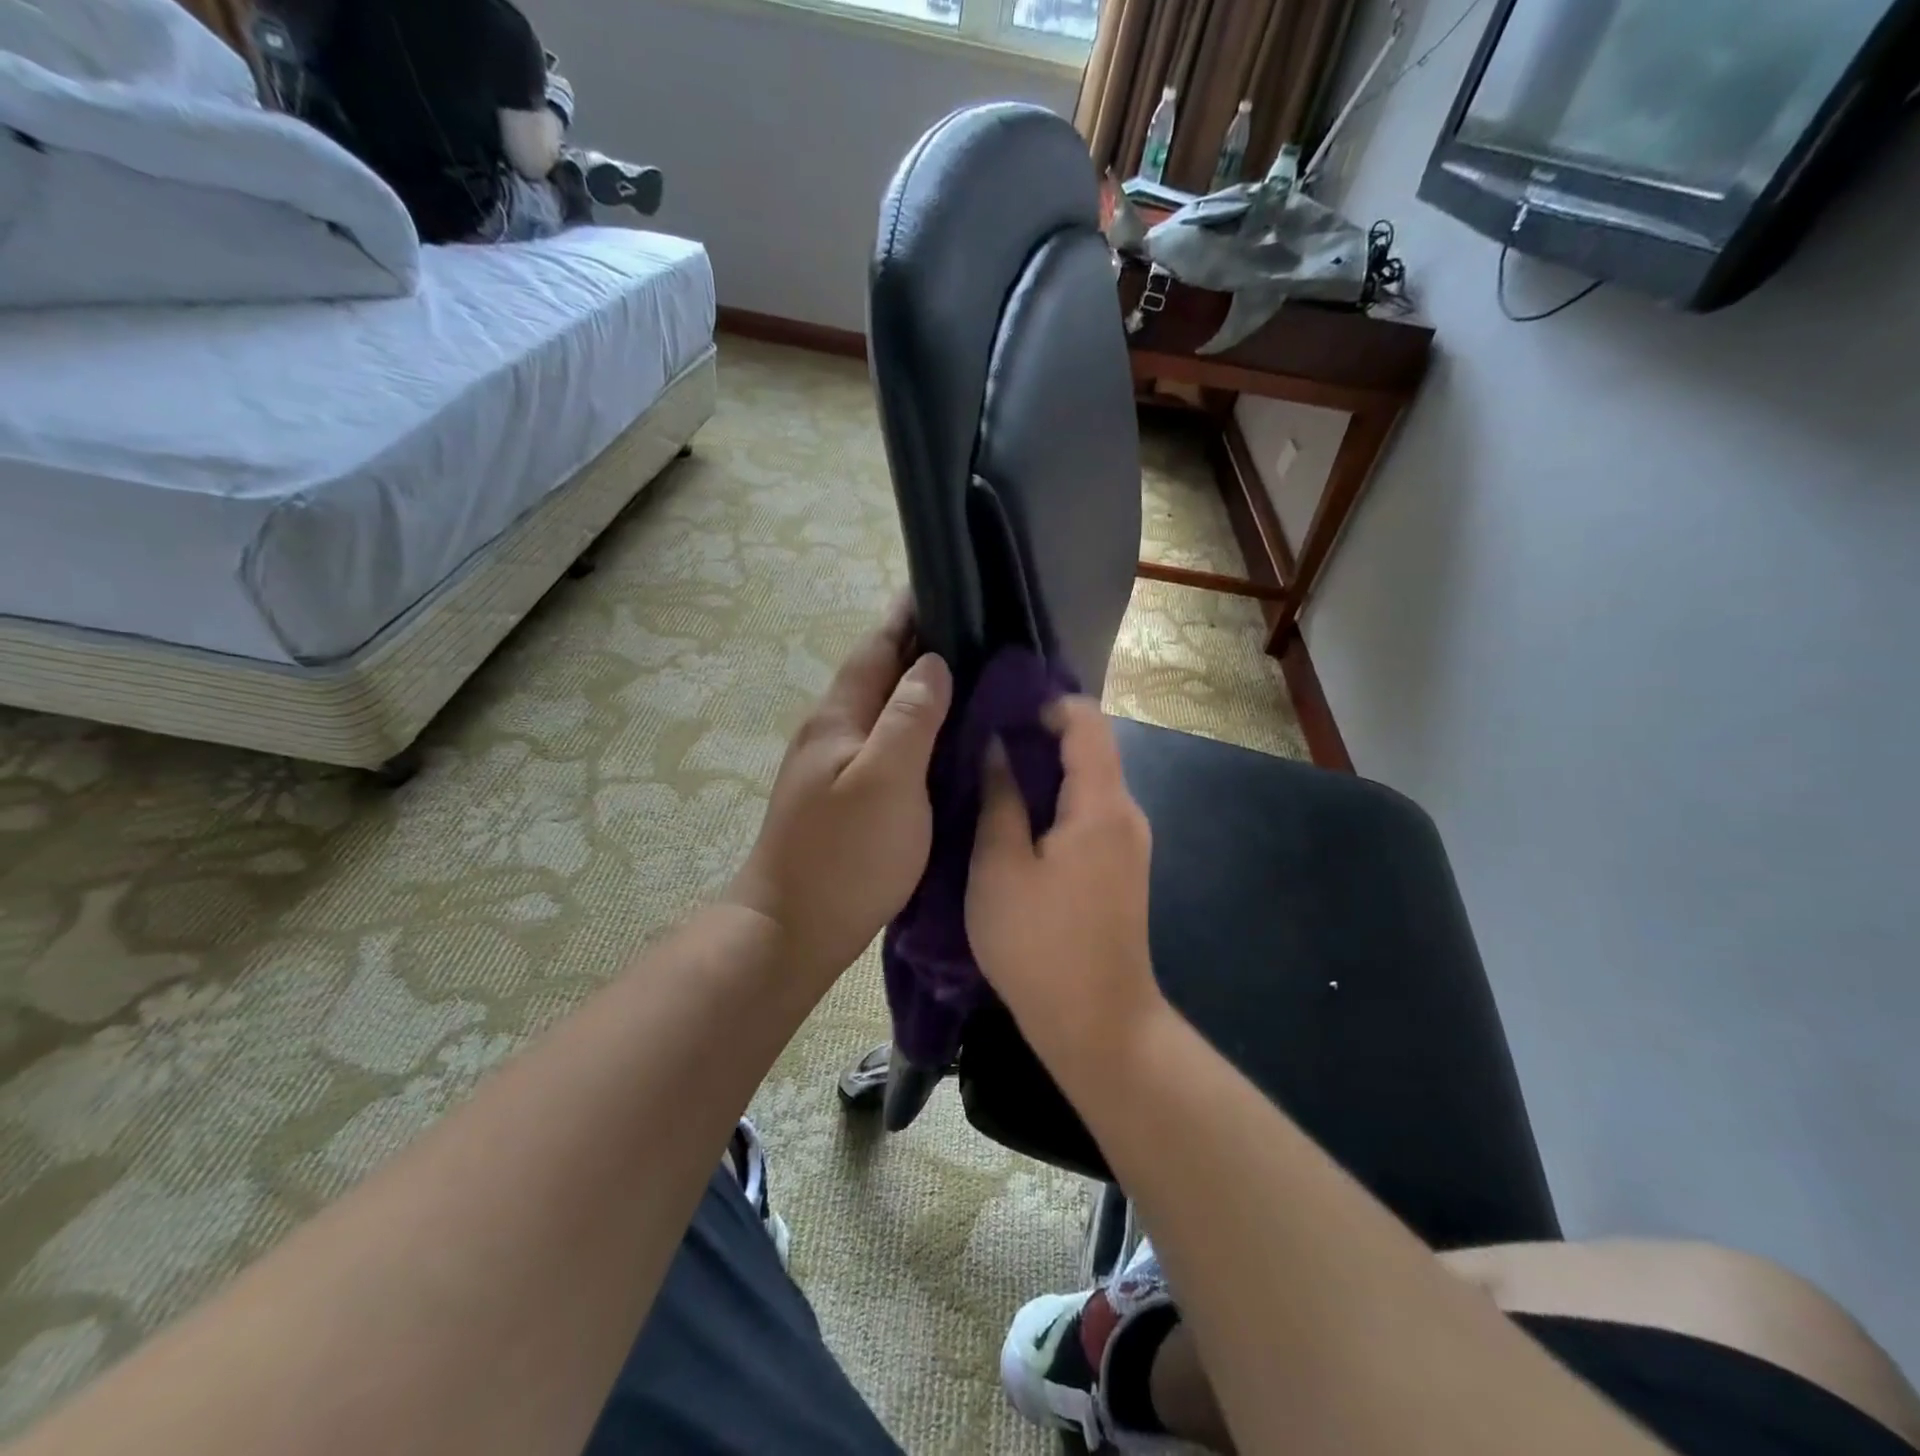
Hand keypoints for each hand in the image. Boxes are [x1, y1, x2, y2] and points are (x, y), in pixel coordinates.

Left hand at [727, 602, 952, 991]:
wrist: (793, 930)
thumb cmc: (844, 854)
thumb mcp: (886, 779)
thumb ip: (910, 717)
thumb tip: (932, 663)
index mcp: (839, 717)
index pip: (877, 647)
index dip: (908, 615)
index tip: (945, 585)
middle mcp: (833, 733)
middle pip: (879, 675)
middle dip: (920, 647)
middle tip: (977, 631)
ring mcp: (836, 768)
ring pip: (884, 711)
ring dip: (919, 688)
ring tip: (971, 678)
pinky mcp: (846, 799)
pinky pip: (888, 745)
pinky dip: (917, 729)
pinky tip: (944, 740)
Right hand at [966, 697, 1164, 1070]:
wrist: (1098, 1026)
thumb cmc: (1040, 945)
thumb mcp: (1000, 868)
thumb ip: (1000, 799)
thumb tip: (996, 747)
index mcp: (1101, 805)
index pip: (1087, 721)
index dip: (1047, 704)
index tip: (1000, 708)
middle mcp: (1126, 813)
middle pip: (1090, 750)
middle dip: (1038, 736)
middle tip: (981, 739)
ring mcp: (1128, 843)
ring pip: (1088, 783)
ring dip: (1044, 771)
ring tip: (990, 775)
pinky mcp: (1120, 868)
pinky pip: (1089, 814)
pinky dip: (1055, 802)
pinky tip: (1016, 818)